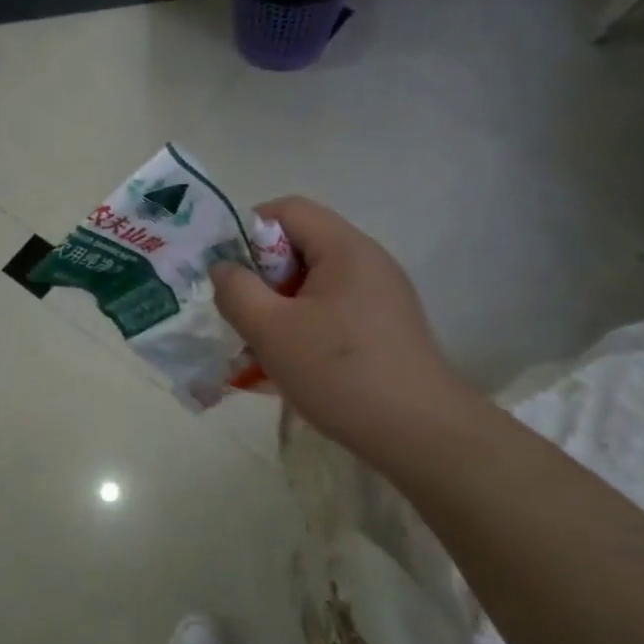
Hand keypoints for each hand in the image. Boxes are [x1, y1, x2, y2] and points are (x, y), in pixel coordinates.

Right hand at [211, 197, 472, 465]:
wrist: (419, 433)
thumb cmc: (340, 372)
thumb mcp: (271, 330)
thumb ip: (237, 291)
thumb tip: (224, 269)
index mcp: (345, 248)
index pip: (287, 210)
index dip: (247, 232)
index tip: (228, 276)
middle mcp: (368, 262)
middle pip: (300, 248)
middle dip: (261, 280)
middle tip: (242, 319)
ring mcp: (381, 297)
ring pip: (313, 287)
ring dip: (279, 311)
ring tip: (260, 351)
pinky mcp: (385, 329)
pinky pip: (332, 314)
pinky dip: (304, 331)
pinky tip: (290, 369)